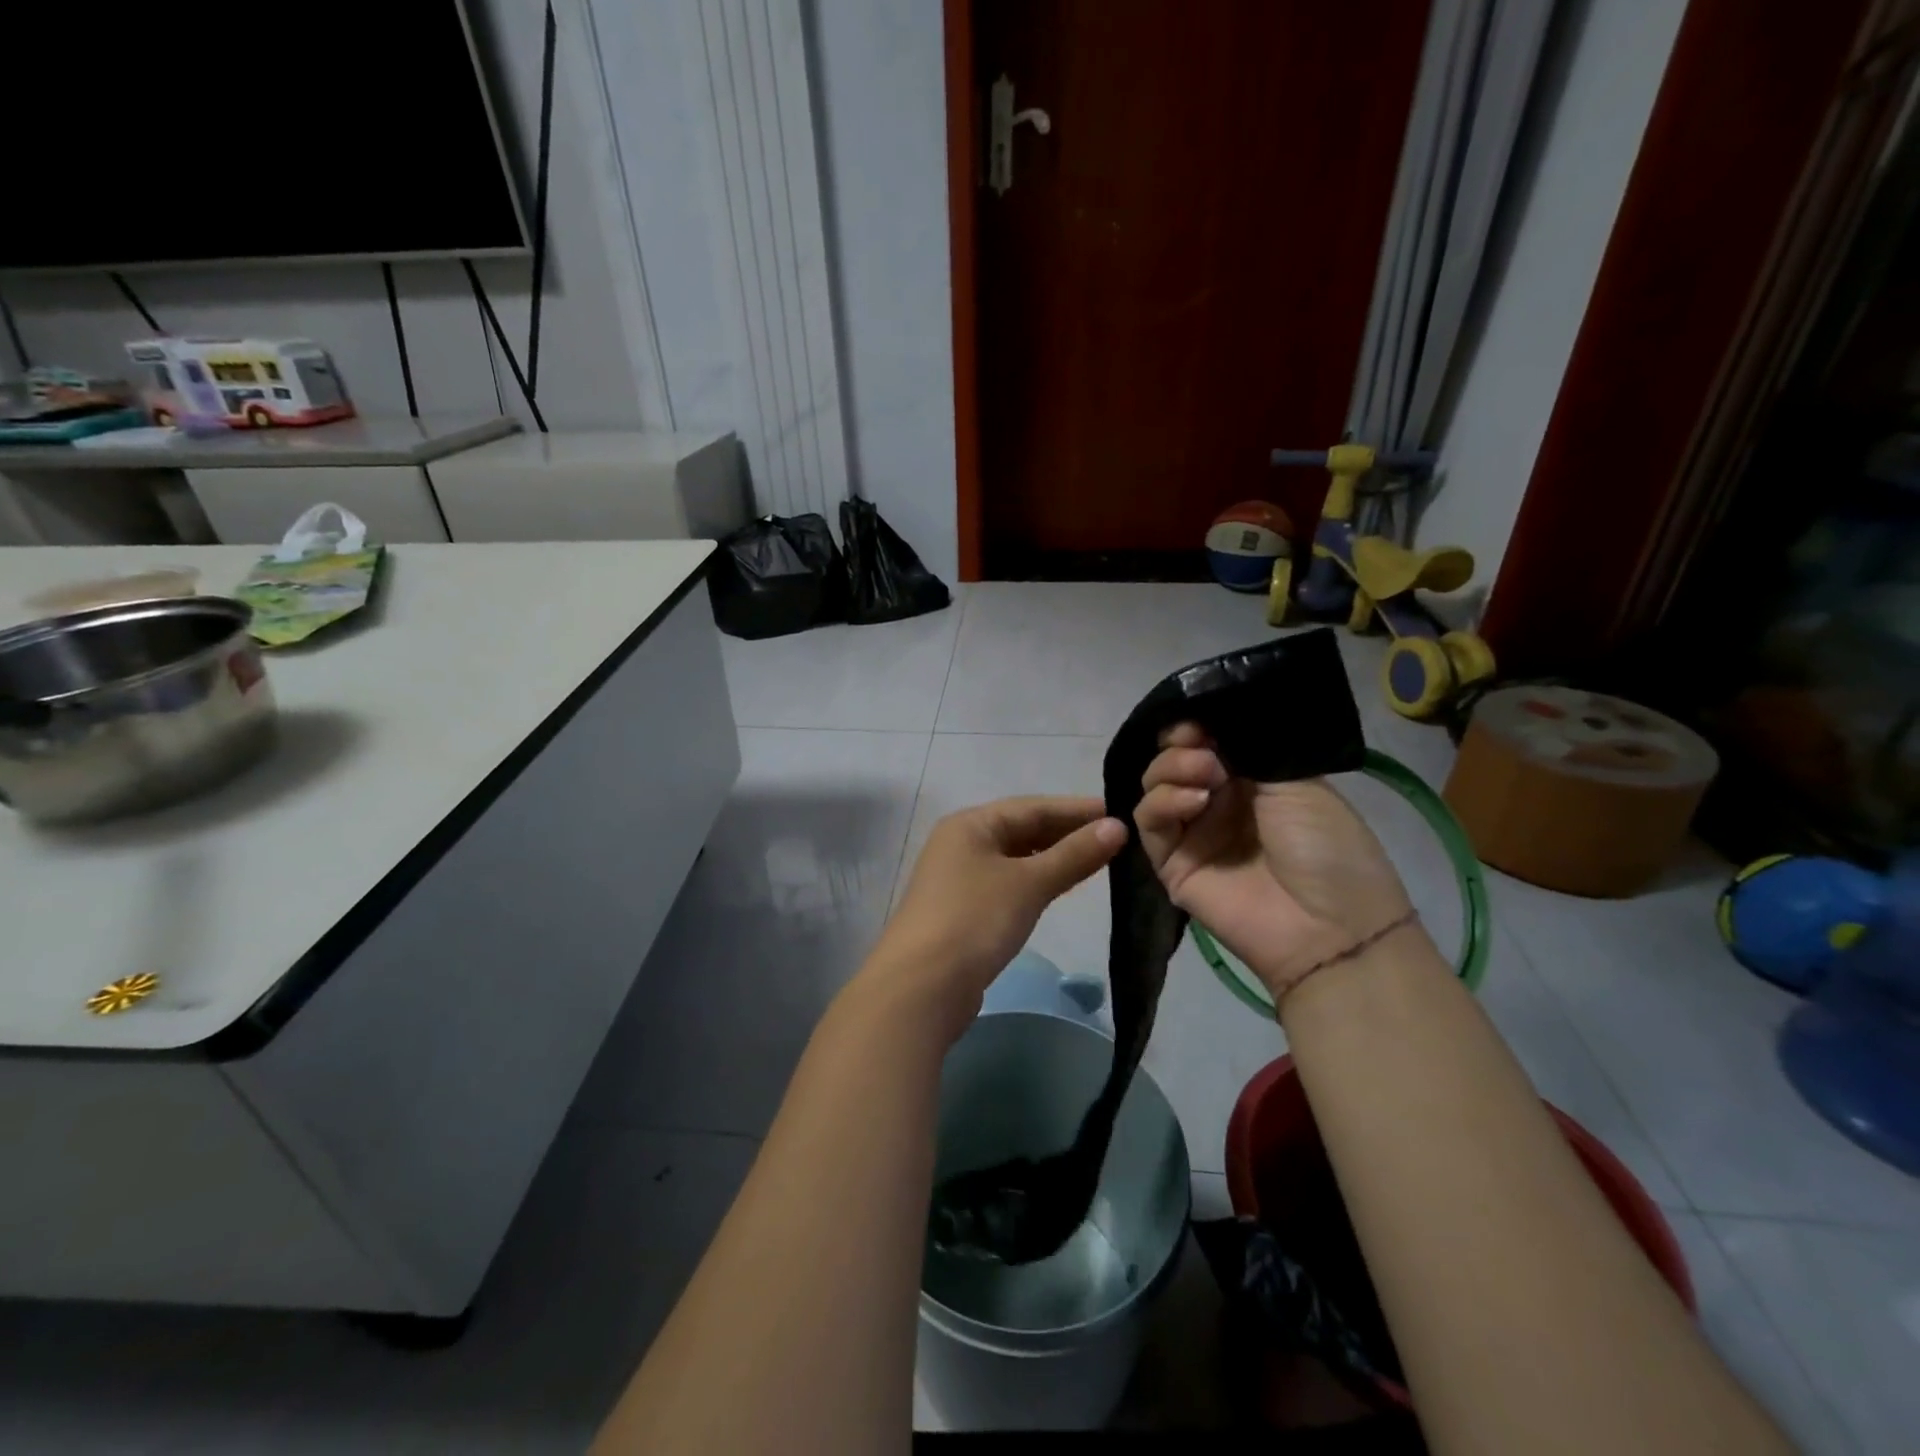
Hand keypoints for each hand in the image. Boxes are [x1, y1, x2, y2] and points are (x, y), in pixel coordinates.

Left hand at [857, 796, 1126, 1038]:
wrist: (921, 988)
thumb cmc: (974, 921)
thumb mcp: (1028, 883)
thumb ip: (1073, 855)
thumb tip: (1118, 827)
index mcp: (970, 824)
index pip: (1033, 807)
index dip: (1078, 809)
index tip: (1122, 813)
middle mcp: (961, 843)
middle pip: (1023, 830)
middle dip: (1068, 833)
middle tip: (1119, 837)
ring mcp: (960, 879)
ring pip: (1017, 858)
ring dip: (1055, 858)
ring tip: (1101, 859)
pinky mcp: (964, 911)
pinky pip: (1010, 884)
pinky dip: (1038, 881)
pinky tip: (1062, 887)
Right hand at [1134, 723, 1416, 1000]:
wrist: (1331, 927)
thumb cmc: (1327, 848)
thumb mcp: (1299, 783)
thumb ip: (1246, 750)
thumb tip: (1205, 722)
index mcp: (1251, 781)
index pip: (1205, 743)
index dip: (1195, 726)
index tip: (1198, 720)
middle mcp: (1216, 803)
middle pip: (1172, 760)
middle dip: (1181, 746)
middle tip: (1205, 752)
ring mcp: (1192, 833)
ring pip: (1153, 786)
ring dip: (1172, 770)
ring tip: (1207, 776)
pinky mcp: (1170, 863)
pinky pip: (1149, 822)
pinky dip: (1163, 802)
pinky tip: (1195, 802)